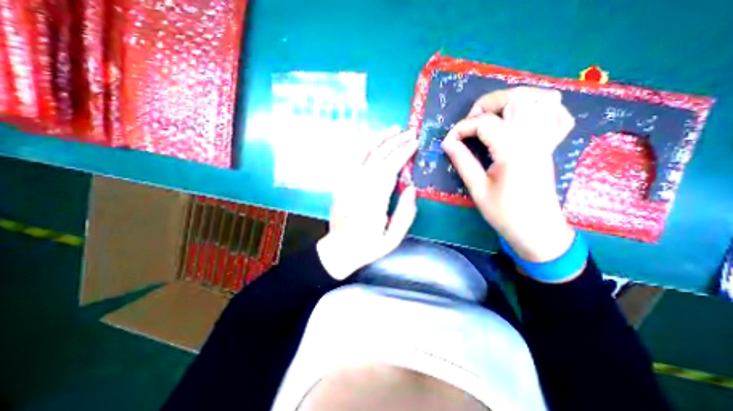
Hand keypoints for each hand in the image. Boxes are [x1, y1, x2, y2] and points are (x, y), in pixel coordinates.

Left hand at [318, 128, 419, 279]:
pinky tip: (372, 141)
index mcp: (373, 200)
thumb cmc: (367, 247)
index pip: (390, 168)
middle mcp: (359, 187)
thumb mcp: (392, 239)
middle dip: (396, 142)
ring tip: (393, 129)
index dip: (403, 153)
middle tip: (410, 132)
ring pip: (364, 153)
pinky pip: (352, 159)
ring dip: (380, 138)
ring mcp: (347, 183)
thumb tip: (412, 189)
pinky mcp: (341, 183)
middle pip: (379, 156)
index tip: (415, 143)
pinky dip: (364, 147)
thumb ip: (405, 215)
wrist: (338, 250)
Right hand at [440, 87, 578, 263]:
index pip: (484, 123)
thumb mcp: (477, 189)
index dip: (461, 129)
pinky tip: (523, 118)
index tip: (449, 142)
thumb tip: (448, 143)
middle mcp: (534, 139)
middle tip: (471, 121)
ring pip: (542, 98)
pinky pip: (557, 115)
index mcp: (513, 151)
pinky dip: (540, 108)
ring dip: (515, 99)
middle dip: (487, 103)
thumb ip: (462, 162)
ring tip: (495, 114)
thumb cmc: (504, 213)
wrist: (537, 229)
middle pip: (517, 98)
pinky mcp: (551, 146)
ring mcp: (547, 140)